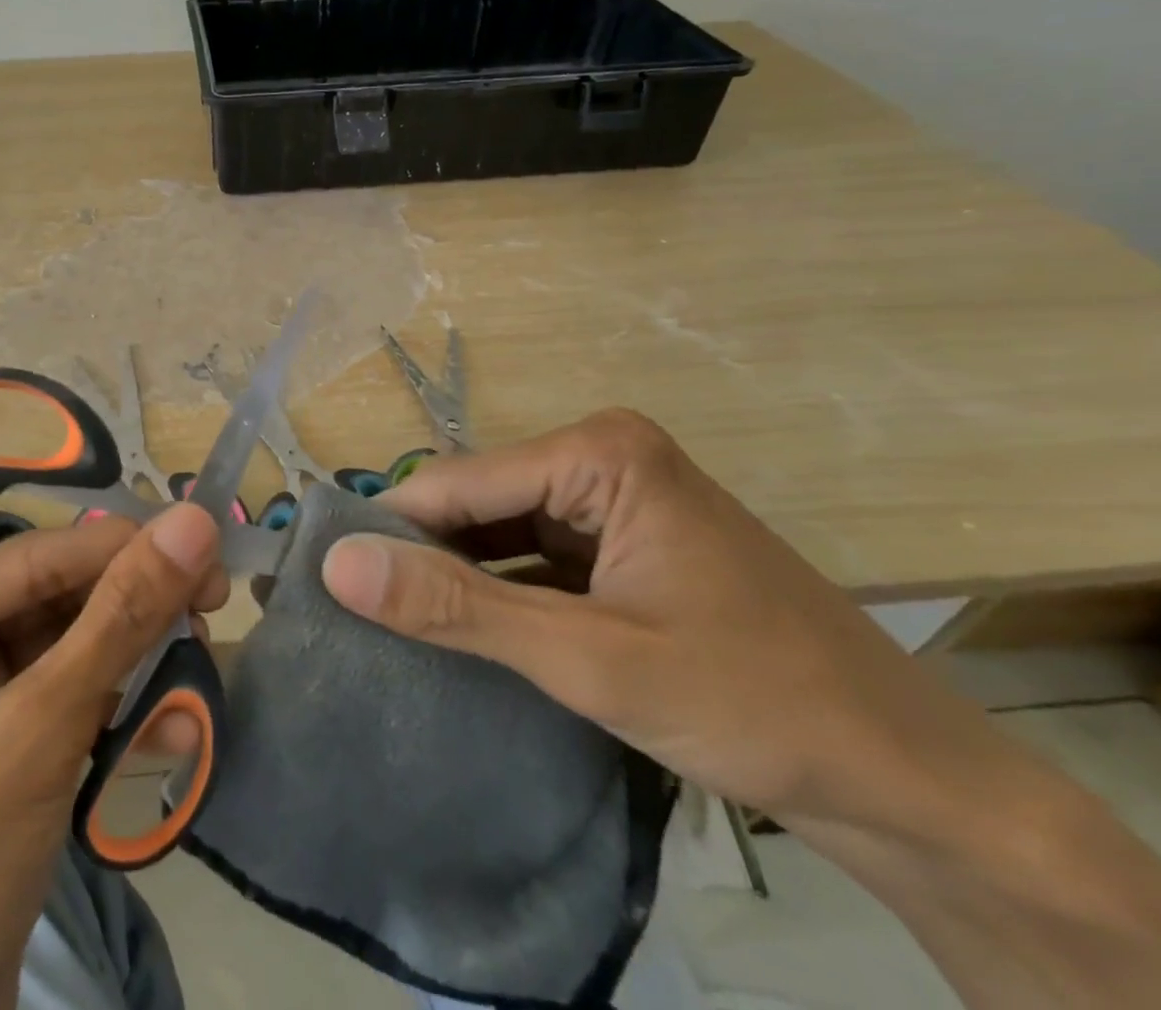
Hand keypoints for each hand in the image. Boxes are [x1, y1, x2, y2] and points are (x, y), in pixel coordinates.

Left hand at [0, 506, 222, 1009]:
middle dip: (132, 607)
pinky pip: (67, 702)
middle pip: (53, 603)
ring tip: (199, 655)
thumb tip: (193, 522)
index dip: (123, 545)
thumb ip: (120, 620)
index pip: (34, 560)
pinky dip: (118, 707)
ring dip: (134, 657)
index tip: (206, 537)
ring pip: (68, 650)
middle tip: (213, 601)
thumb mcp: (38, 733)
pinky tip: (170, 724)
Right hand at [319, 408, 989, 828]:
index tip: (326, 583)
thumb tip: (338, 565)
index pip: (456, 482)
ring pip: (500, 534)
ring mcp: (614, 504)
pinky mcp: (623, 548)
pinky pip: (534, 559)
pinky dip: (497, 596)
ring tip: (386, 627)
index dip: (388, 531)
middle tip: (351, 615)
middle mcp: (601, 459)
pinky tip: (458, 634)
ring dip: (455, 580)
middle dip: (422, 557)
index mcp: (598, 452)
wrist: (913, 787)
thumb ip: (457, 607)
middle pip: (477, 503)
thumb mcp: (589, 658)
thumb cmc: (756, 703)